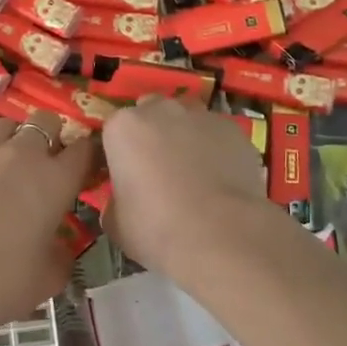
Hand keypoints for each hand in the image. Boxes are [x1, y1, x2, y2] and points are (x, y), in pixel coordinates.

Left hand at [0, 115, 96, 324]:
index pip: (84, 149)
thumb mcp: (49, 277)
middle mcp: (21, 155)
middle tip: (43, 165)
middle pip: (45, 121)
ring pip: (4, 126)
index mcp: (55, 180)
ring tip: (4, 166)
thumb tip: (56, 245)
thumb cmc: (2, 283)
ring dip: (11, 141)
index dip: (86, 157)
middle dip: (49, 136)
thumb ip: (61, 253)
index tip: (82, 172)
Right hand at [101, 96, 278, 277]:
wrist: (219, 235)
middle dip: (152, 132)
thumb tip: (123, 199)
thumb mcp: (115, 222)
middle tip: (157, 169)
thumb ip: (114, 199)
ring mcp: (200, 116)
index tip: (124, 175)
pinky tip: (220, 178)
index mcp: (123, 127)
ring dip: (184, 135)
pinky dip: (215, 149)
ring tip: (192, 171)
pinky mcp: (233, 130)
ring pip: (187, 117)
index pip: (113, 129)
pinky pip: (217, 134)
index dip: (119, 152)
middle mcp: (160, 110)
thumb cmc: (156, 228)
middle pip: (151, 111)